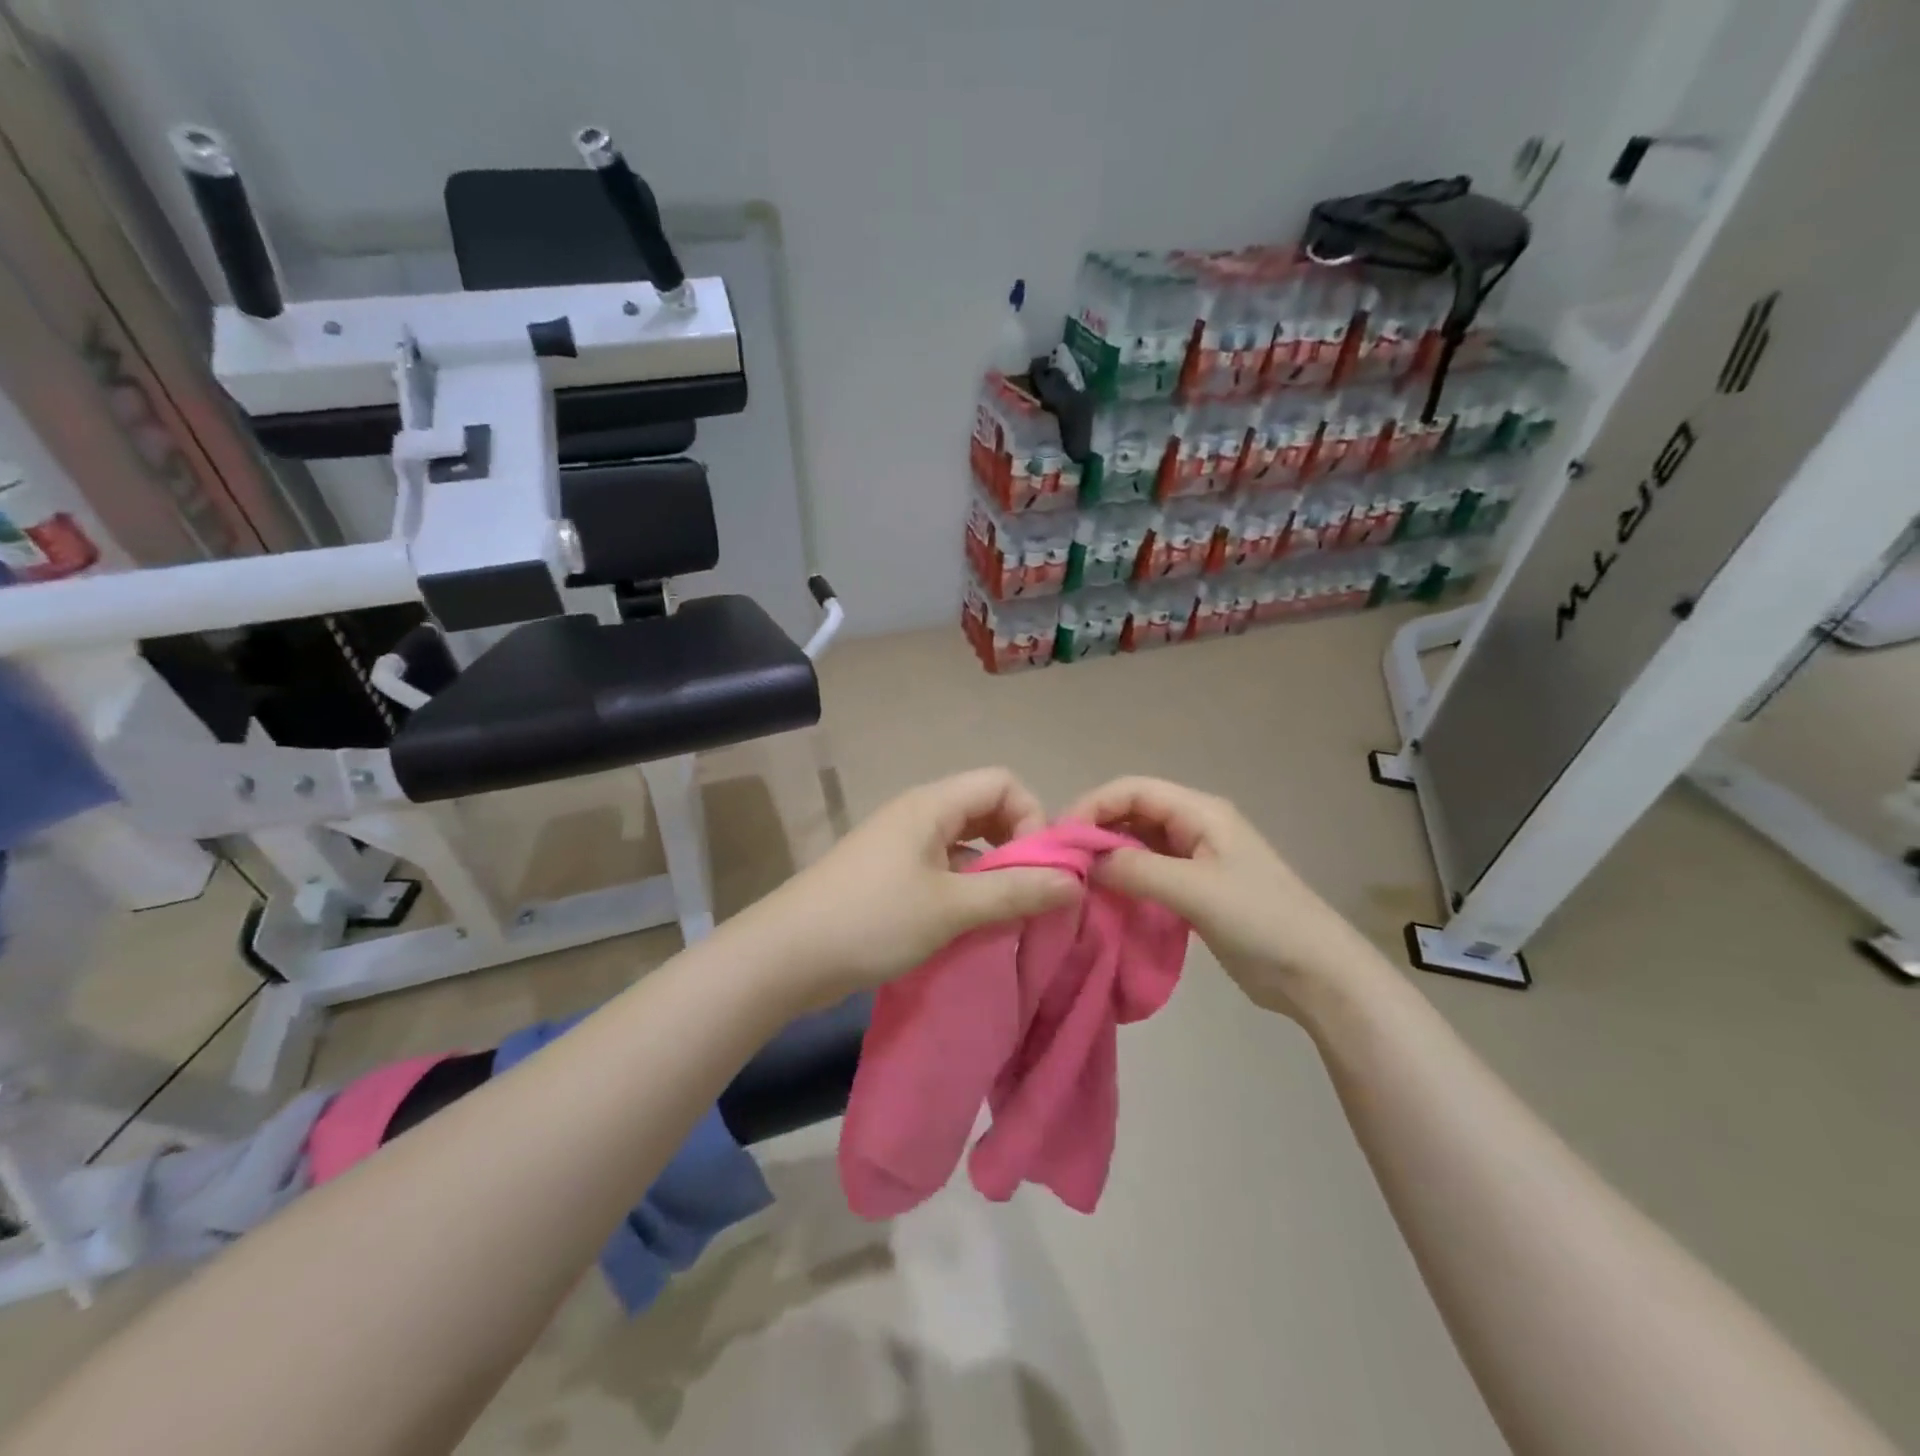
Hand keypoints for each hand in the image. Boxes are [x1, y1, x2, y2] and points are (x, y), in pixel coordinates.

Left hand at [744, 768, 1081, 1009]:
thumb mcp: (952, 908)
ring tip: (1008, 913)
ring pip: (966, 843)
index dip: (1032, 817)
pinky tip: (974, 924)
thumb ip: (1016, 891)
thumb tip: (1074, 882)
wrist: (786, 956)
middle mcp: (919, 813)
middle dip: (1018, 846)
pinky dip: (968, 888)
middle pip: (987, 809)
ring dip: (994, 871)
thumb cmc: (873, 920)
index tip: (1039, 868)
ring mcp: (902, 844)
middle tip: (1031, 892)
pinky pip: (945, 868)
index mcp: (932, 804)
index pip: (1004, 783)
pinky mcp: (891, 875)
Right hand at [1065, 776, 1376, 1018]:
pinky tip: (1105, 898)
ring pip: (1138, 843)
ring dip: (1108, 857)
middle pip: (1132, 812)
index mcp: (1199, 812)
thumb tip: (1084, 861)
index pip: (1132, 790)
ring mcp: (1196, 858)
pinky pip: (1148, 872)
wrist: (1316, 973)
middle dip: (1095, 830)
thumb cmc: (1260, 920)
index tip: (1061, 840)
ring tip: (1077, 882)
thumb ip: (1136, 869)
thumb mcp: (1194, 890)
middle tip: (1063, 864)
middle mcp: (1195, 825)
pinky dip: (1124, 880)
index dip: (1093, 805)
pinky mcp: (1195, 888)